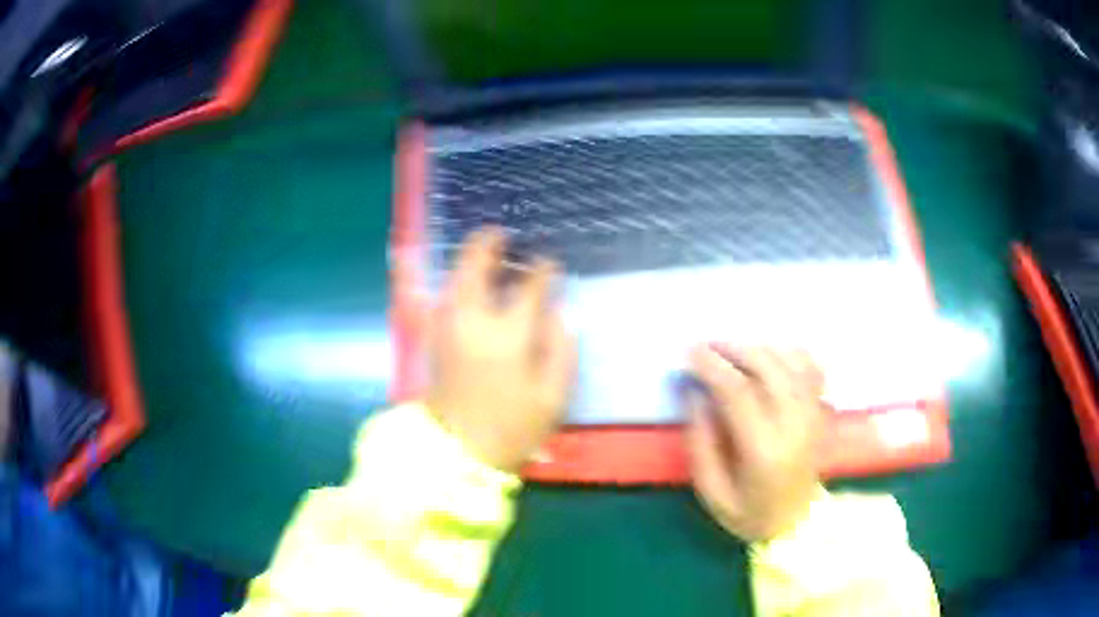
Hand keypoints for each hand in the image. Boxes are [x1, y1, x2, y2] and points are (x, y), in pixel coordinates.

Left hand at [424, 228, 576, 471]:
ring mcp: (447, 328)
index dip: (543, 271)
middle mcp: (472, 321)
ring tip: (487, 251)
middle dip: (489, 243)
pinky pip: (437, 297)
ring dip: (469, 259)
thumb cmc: (513, 428)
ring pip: (453, 278)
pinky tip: (458, 277)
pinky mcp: (434, 338)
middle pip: (475, 266)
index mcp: (508, 336)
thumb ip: (560, 348)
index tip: (551, 265)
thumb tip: (554, 313)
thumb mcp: (553, 395)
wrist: (460, 453)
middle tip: (502, 234)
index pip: (529, 287)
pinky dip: (447, 280)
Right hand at [685, 344, 824, 541]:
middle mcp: (794, 425)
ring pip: (792, 362)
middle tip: (707, 345)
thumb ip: (701, 442)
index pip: (739, 393)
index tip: (691, 352)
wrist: (795, 524)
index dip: (713, 367)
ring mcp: (813, 415)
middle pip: (768, 368)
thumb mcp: (711, 491)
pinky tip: (771, 355)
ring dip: (759, 348)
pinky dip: (791, 353)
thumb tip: (695, 393)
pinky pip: (812, 368)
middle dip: (734, 349)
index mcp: (764, 451)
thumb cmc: (748, 513)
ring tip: (733, 350)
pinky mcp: (820, 411)